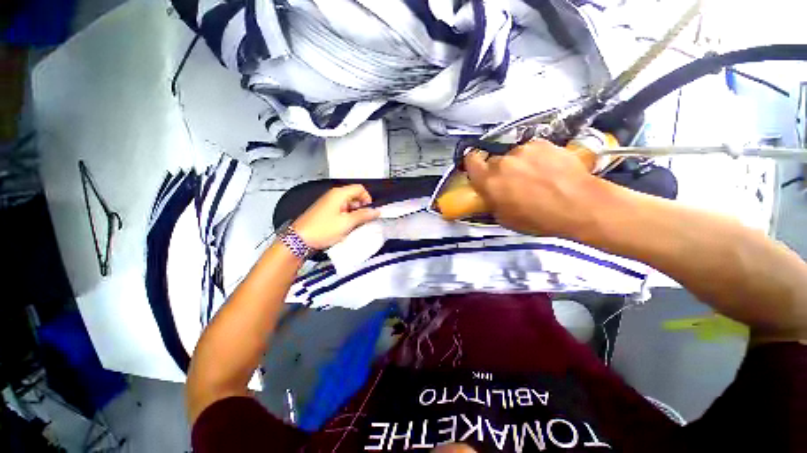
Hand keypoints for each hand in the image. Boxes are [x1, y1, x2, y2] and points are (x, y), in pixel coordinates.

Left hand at [291, 185, 379, 249]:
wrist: (300, 240)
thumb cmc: (322, 230)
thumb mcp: (346, 223)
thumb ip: (363, 216)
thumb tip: (376, 211)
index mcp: (339, 194)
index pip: (360, 189)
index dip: (368, 199)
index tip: (370, 211)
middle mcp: (334, 196)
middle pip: (354, 196)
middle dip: (362, 207)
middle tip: (364, 220)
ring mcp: (329, 204)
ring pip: (349, 204)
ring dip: (355, 214)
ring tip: (355, 225)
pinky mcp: (326, 212)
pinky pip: (342, 211)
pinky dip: (347, 217)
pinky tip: (346, 227)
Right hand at [464, 139, 601, 237]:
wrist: (579, 205)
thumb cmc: (538, 218)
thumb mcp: (505, 218)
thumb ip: (491, 201)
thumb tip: (490, 194)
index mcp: (489, 181)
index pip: (471, 161)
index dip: (473, 164)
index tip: (478, 169)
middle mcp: (502, 162)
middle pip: (494, 161)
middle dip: (500, 170)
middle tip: (512, 181)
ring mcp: (524, 150)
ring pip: (515, 155)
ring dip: (519, 164)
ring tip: (536, 176)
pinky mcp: (543, 143)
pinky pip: (533, 150)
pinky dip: (536, 158)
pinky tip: (549, 169)